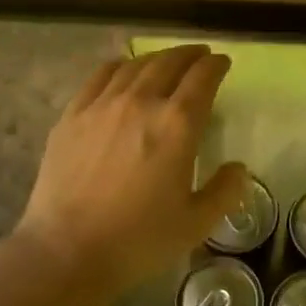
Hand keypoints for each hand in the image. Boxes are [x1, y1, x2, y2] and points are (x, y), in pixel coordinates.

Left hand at [17, 45, 248, 289]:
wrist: (67, 250)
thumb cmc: (138, 240)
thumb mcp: (196, 224)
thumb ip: (225, 191)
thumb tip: (238, 168)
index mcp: (177, 125)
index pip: (202, 79)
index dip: (216, 66)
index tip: (222, 63)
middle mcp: (141, 102)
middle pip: (169, 63)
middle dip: (189, 55)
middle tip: (199, 56)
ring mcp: (102, 105)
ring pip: (134, 65)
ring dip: (156, 58)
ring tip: (165, 62)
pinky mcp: (72, 116)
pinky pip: (99, 77)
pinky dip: (119, 67)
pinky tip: (122, 71)